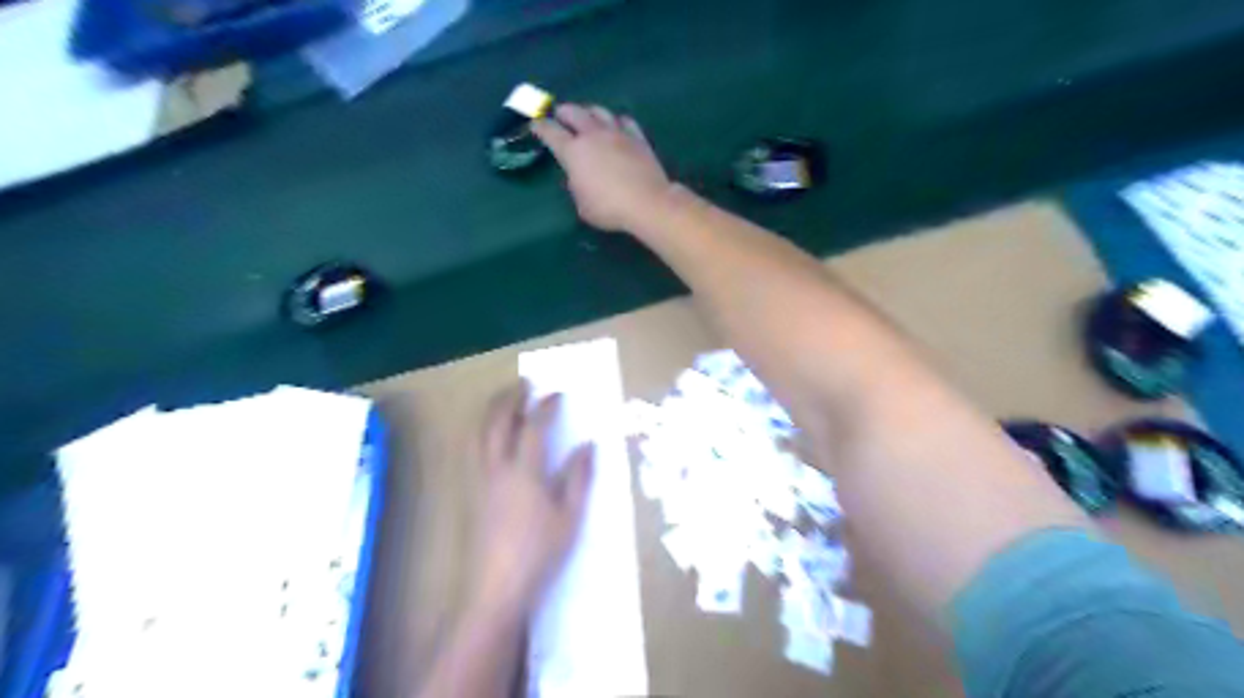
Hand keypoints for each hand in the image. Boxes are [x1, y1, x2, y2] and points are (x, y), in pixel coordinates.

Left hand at [471, 382, 597, 616]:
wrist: (496, 587)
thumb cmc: (539, 553)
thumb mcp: (570, 516)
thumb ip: (579, 477)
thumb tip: (588, 445)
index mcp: (525, 473)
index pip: (533, 427)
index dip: (546, 406)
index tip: (557, 393)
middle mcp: (498, 468)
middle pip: (497, 421)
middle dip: (510, 397)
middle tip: (525, 384)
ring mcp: (481, 479)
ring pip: (480, 433)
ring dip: (493, 410)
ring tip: (507, 400)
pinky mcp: (473, 491)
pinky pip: (474, 448)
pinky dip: (484, 429)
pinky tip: (494, 434)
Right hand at [532, 103, 674, 230]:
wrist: (646, 202)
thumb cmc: (609, 209)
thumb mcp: (582, 205)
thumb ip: (576, 186)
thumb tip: (578, 176)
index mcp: (573, 152)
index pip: (550, 132)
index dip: (540, 127)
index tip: (535, 125)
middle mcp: (592, 135)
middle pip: (574, 113)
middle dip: (563, 112)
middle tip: (560, 114)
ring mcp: (617, 133)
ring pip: (599, 111)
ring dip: (589, 111)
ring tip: (587, 115)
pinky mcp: (637, 137)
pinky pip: (624, 121)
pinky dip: (616, 121)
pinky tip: (617, 125)